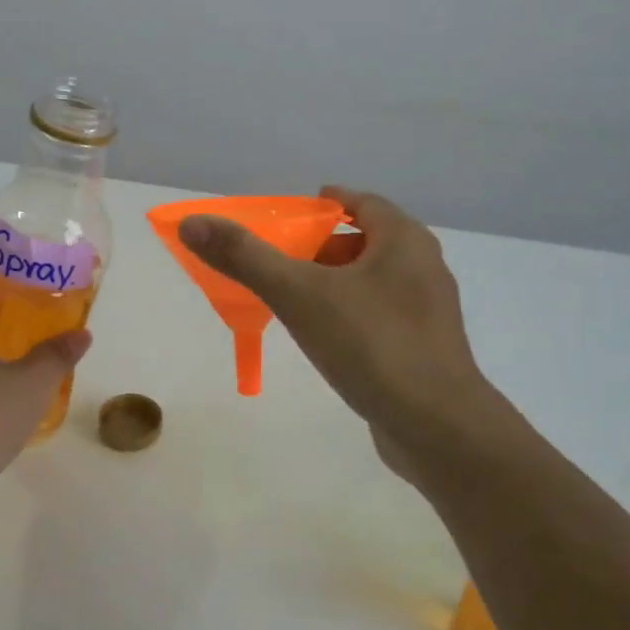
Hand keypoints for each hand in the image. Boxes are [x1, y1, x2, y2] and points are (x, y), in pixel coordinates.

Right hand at [179, 188, 505, 485]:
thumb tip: (193, 223)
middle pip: (366, 242)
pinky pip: (381, 316)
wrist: (437, 427)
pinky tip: (327, 340)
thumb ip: (246, 258)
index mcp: (403, 240)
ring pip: (374, 282)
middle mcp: (423, 268)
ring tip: (295, 301)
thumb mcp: (299, 295)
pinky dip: (351, 316)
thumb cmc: (371, 345)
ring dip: (336, 284)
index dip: (324, 205)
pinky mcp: (426, 349)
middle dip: (322, 248)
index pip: (361, 203)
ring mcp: (429, 312)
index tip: (291, 217)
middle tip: (281, 261)